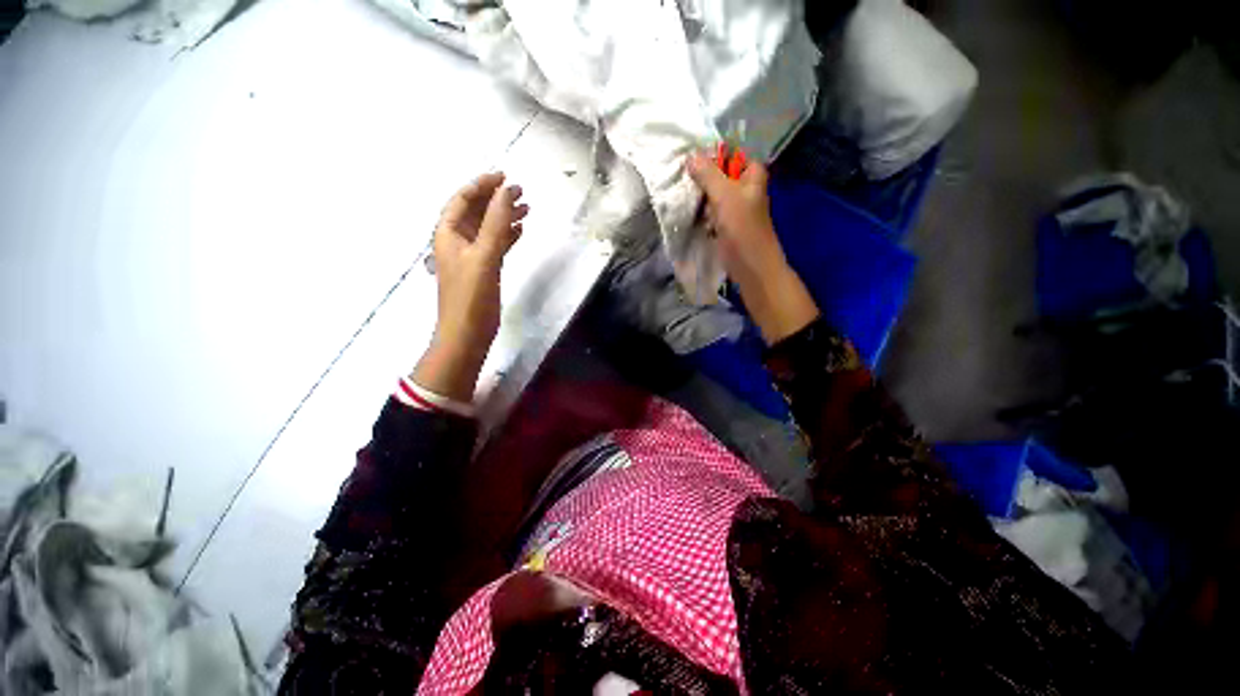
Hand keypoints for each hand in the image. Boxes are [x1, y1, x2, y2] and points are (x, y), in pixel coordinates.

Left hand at [412, 172, 527, 401]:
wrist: (467, 334)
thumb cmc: (471, 296)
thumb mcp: (484, 256)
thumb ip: (496, 224)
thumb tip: (507, 191)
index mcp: (448, 233)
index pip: (462, 199)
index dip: (482, 185)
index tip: (505, 176)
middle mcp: (457, 241)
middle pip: (476, 211)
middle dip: (496, 199)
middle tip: (521, 192)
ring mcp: (471, 256)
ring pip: (488, 228)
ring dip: (505, 217)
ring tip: (527, 209)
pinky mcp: (483, 270)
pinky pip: (495, 245)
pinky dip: (507, 236)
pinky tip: (520, 231)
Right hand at [688, 152, 818, 343]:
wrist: (751, 267)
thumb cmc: (742, 229)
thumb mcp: (724, 196)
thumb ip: (708, 175)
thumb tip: (690, 156)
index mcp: (752, 175)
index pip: (731, 154)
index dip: (712, 155)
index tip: (690, 159)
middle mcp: (745, 188)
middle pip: (720, 174)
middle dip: (702, 177)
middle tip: (683, 178)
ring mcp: (735, 208)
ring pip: (714, 194)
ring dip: (700, 196)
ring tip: (684, 195)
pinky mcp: (727, 225)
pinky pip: (711, 211)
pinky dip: (702, 212)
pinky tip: (691, 212)